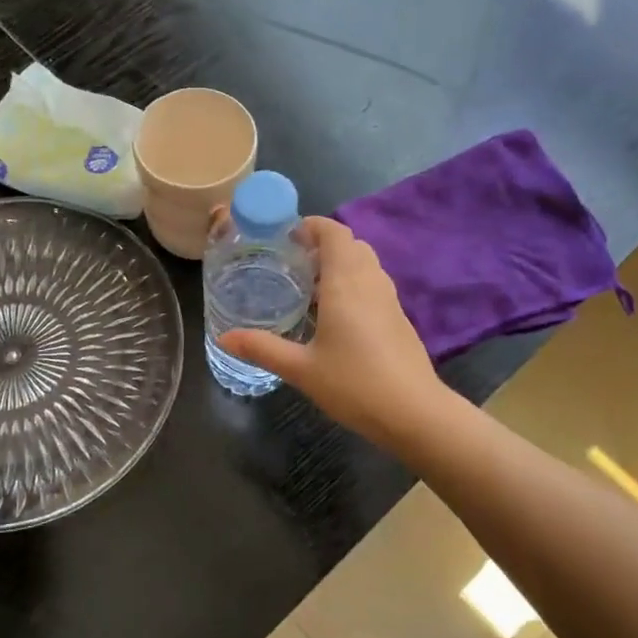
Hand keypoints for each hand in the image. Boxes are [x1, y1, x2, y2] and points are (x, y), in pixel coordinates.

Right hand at [218, 216, 443, 446]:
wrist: (414, 412)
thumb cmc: (354, 384)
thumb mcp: (300, 369)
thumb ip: (262, 348)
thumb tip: (224, 338)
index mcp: (345, 283)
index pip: (335, 232)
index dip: (313, 226)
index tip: (288, 237)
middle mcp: (370, 282)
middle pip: (351, 244)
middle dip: (323, 245)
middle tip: (294, 264)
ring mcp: (389, 299)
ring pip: (366, 264)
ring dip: (340, 264)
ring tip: (310, 288)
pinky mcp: (399, 318)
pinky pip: (374, 284)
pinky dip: (354, 284)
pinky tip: (336, 316)